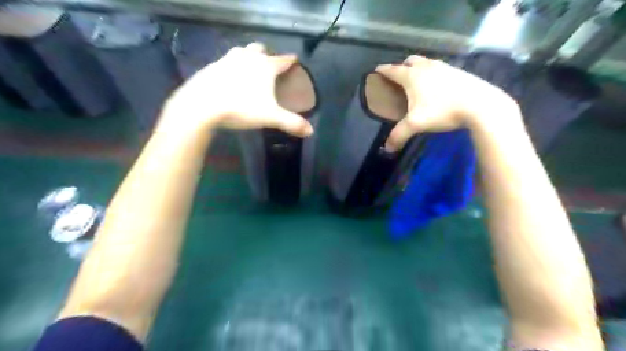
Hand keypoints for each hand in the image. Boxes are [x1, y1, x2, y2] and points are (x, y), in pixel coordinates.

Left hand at [158, 43, 310, 136]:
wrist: (203, 105)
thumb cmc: (242, 107)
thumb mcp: (271, 117)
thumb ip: (291, 123)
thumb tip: (311, 131)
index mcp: (264, 67)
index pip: (282, 60)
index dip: (290, 60)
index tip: (294, 59)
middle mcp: (247, 58)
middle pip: (259, 49)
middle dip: (266, 54)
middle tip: (269, 65)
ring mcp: (226, 60)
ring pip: (241, 52)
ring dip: (247, 58)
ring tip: (249, 71)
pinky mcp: (211, 67)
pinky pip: (225, 63)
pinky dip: (231, 68)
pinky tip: (230, 80)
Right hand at [376, 55, 518, 150]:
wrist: (480, 105)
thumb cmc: (443, 110)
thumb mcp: (416, 124)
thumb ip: (399, 135)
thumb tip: (387, 148)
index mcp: (413, 76)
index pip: (393, 70)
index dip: (383, 70)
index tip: (376, 70)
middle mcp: (427, 67)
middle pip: (410, 60)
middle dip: (402, 66)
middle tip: (399, 78)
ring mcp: (444, 67)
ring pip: (426, 62)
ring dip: (418, 67)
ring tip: (417, 82)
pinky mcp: (458, 72)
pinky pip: (440, 68)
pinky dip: (433, 73)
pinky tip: (437, 86)